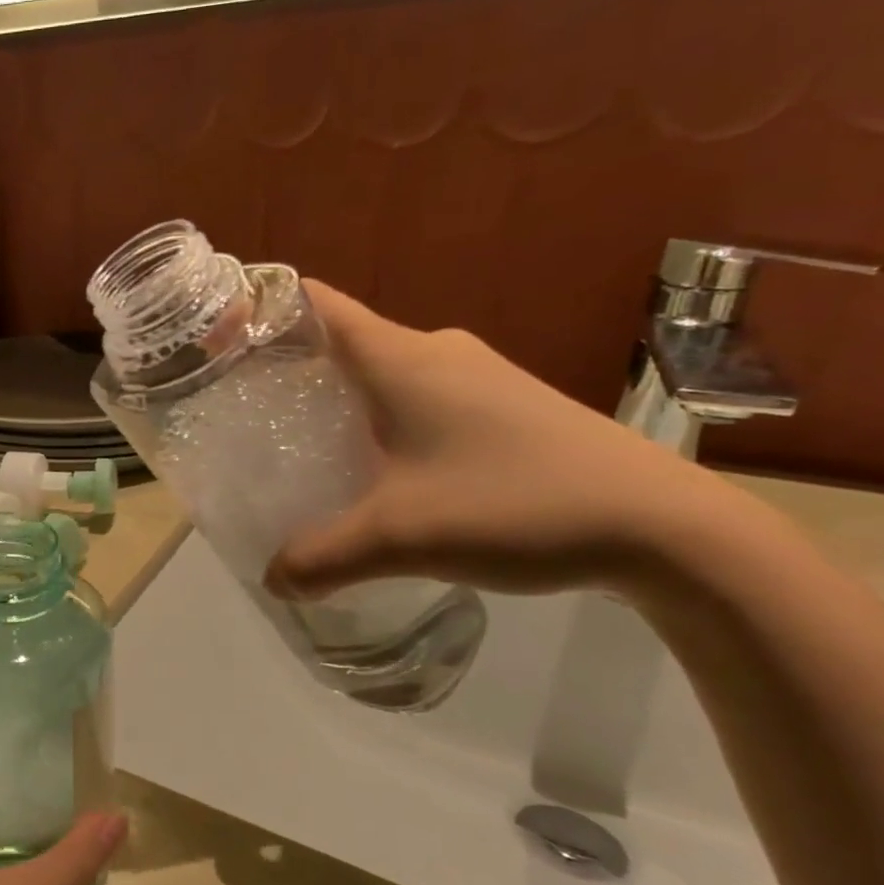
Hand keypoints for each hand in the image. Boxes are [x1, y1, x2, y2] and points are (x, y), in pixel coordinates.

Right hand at [265, 284, 730, 599]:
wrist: (665, 529)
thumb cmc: (515, 505)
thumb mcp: (399, 537)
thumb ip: (321, 557)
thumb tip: (271, 580)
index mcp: (401, 358)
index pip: (315, 304)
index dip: (262, 310)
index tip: (218, 341)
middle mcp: (436, 351)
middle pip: (342, 339)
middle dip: (288, 367)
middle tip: (243, 409)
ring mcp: (476, 376)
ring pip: (382, 371)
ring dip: (337, 398)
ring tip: (296, 443)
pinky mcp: (504, 405)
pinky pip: (417, 395)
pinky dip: (379, 418)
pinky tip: (373, 468)